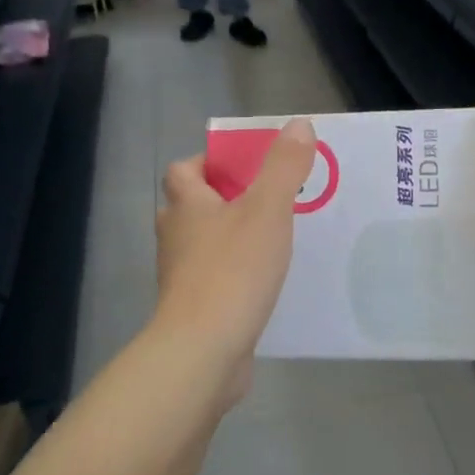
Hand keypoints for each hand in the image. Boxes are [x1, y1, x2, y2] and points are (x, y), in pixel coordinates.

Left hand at [152, 118, 315, 409]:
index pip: (183, 170)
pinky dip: (236, 274)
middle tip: (267, 200)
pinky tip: (268, 281)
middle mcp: (175, 237)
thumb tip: (298, 124)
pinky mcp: (195, 309)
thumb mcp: (268, 210)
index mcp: (186, 206)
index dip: (208, 162)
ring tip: (275, 238)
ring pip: (204, 245)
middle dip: (224, 201)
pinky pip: (216, 280)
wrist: (204, 350)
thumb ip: (284, 167)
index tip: (243, 167)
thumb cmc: (233, 270)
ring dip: (231, 238)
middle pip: (192, 207)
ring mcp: (181, 276)